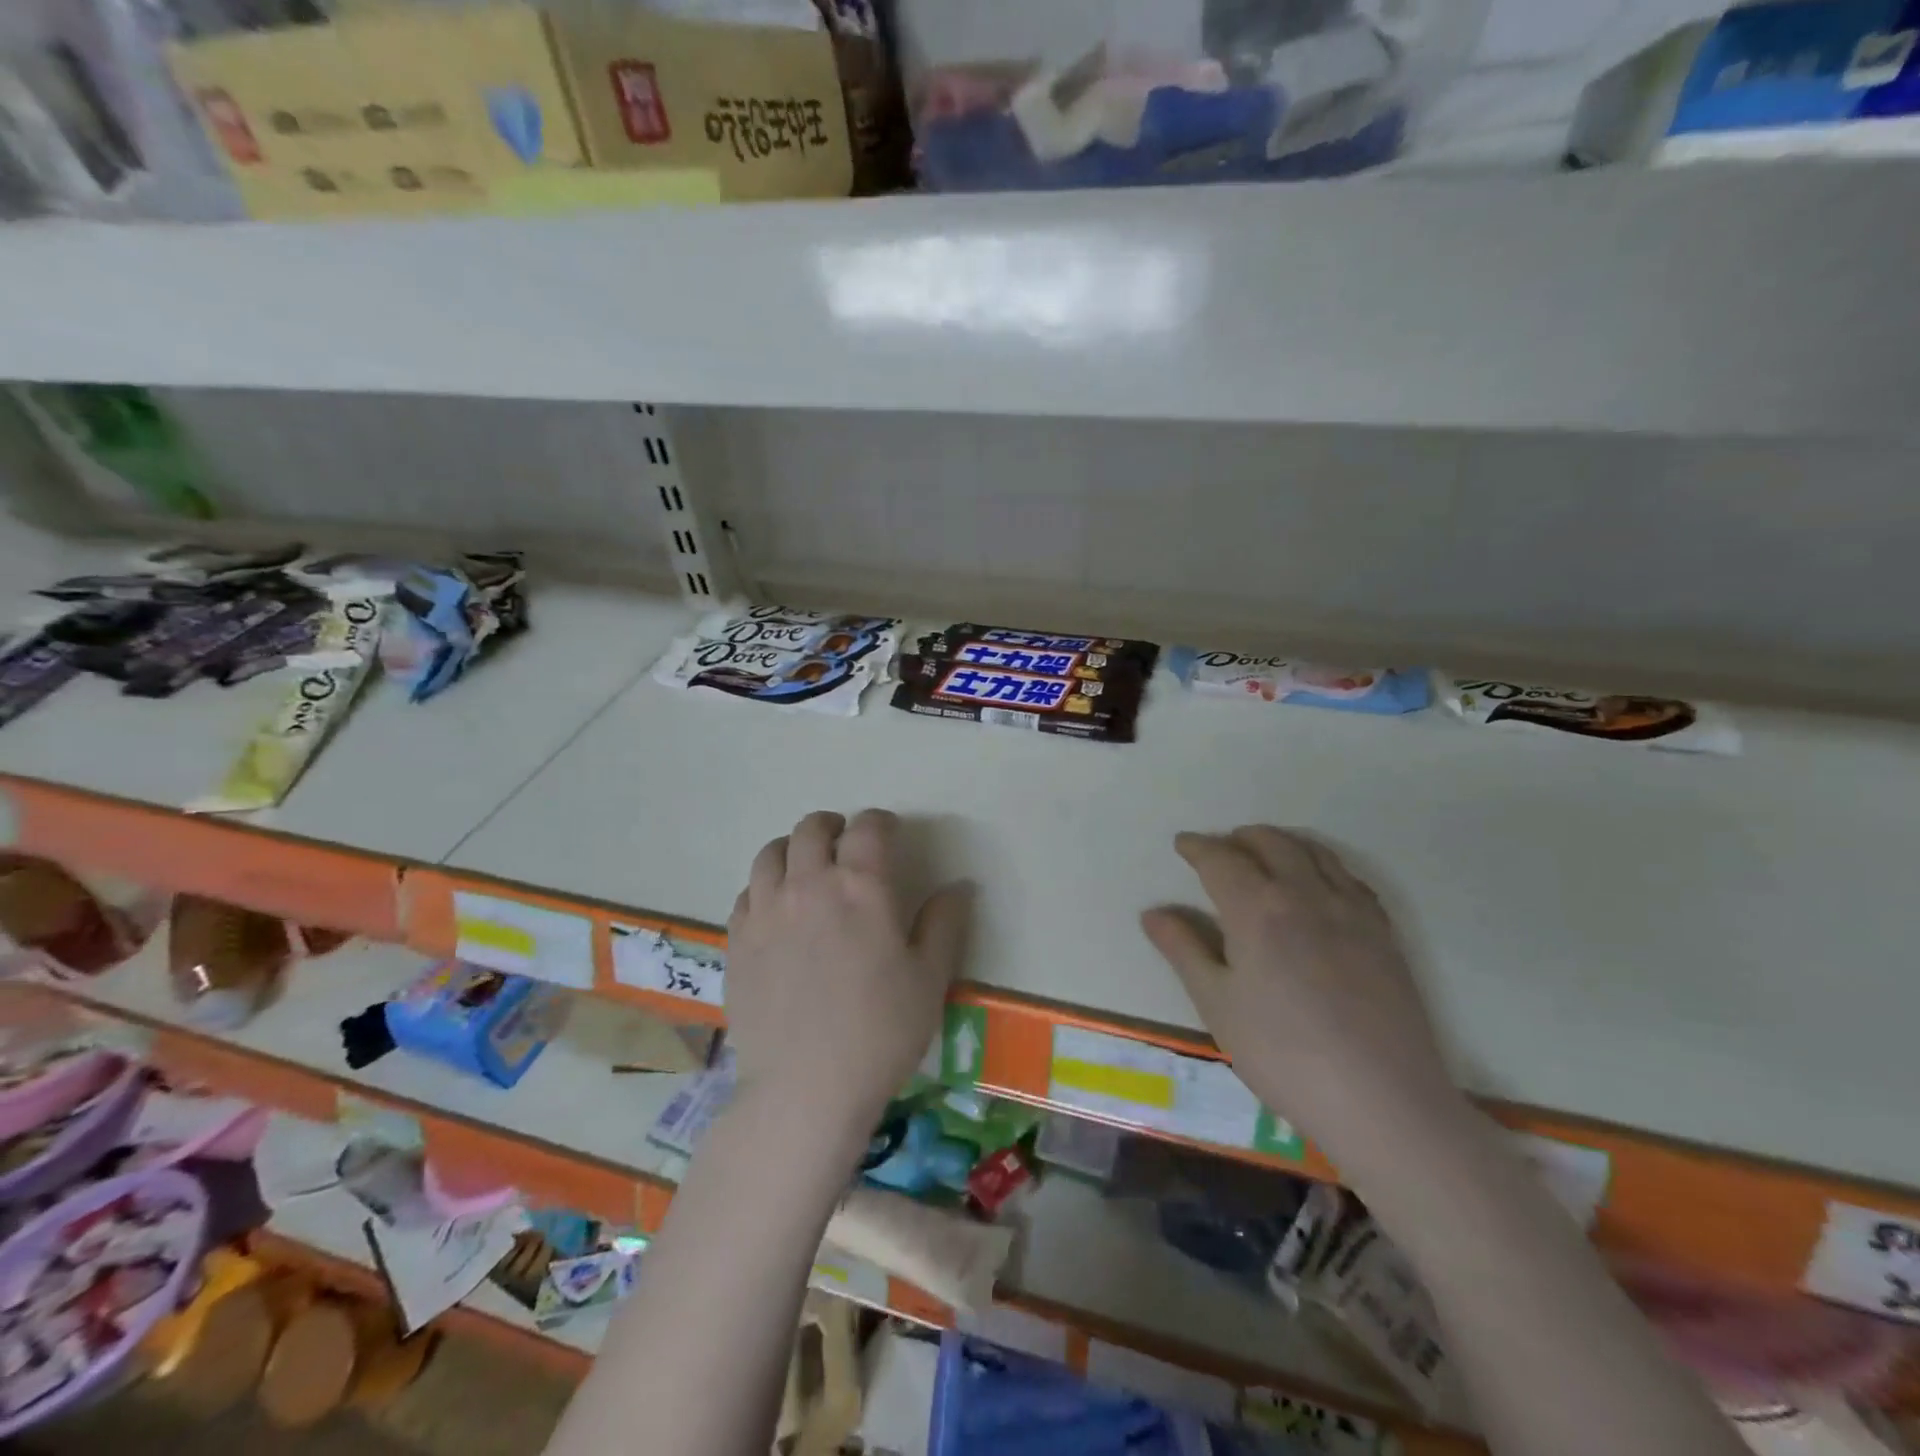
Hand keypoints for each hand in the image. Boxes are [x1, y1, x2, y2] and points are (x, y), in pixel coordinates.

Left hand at [725, 809, 971, 1139]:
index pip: (868, 827)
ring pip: (771, 853)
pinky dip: (765, 886)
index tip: (889, 833)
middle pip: (812, 829)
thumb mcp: (930, 978)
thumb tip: (959, 885)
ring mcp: (765, 910)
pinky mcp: (737, 940)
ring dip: (793, 849)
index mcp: (861, 886)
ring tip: (806, 867)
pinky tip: (776, 909)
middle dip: (833, 826)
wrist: (805, 1089)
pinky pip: (747, 892)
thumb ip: (945, 923)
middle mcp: (808, 884)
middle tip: (846, 843)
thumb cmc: (880, 1033)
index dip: (881, 822)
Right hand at [1140, 826, 1462, 1170]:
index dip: (1198, 847)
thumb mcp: (1217, 1005)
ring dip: (1283, 843)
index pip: (1220, 859)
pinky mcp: (1384, 933)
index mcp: (1257, 908)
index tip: (1183, 844)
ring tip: (1266, 852)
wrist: (1382, 1100)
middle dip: (1241, 838)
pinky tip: (1320, 883)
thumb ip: (1184, 950)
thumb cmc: (1283, 1054)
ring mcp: (1351, 910)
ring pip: (1314, 853)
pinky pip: (1349, 877)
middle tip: (1222, 847)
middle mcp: (1305, 894)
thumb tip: (1153, 913)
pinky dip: (1324, 865)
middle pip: (1271, 844)